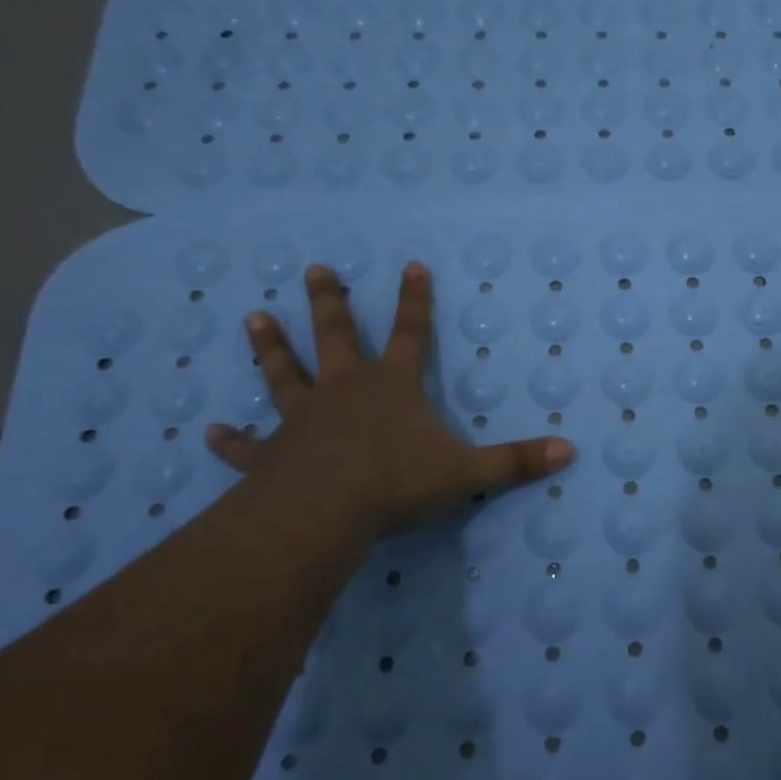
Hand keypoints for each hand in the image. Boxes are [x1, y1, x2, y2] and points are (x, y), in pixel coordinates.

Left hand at [207, 262, 573, 538]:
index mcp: (391, 386)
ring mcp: (303, 419)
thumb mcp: (466, 472)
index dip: (415, 299)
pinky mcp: (272, 454)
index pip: (411, 333)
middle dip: (330, 302)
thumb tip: (570, 452)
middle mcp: (345, 391)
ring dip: (271, 348)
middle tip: (314, 270)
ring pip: (285, 375)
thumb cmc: (396, 483)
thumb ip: (516, 462)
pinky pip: (248, 445)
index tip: (411, 265)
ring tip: (253, 318)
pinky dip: (232, 441)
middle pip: (337, 337)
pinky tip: (210, 433)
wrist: (322, 514)